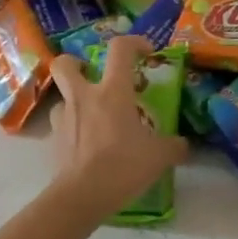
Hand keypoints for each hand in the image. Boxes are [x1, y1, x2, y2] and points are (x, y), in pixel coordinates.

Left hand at [47, 36, 188, 219]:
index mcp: (112, 91)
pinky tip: (87, 144)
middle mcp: (84, 97)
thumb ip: (174, 146)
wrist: (82, 195)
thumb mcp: (160, 156)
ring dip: (76, 101)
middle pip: (66, 63)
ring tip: (94, 119)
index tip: (146, 52)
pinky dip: (73, 129)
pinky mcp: (54, 140)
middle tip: (94, 76)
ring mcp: (64, 118)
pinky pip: (62, 125)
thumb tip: (183, 145)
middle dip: (77, 63)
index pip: (120, 49)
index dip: (134, 43)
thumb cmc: (123, 165)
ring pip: (63, 97)